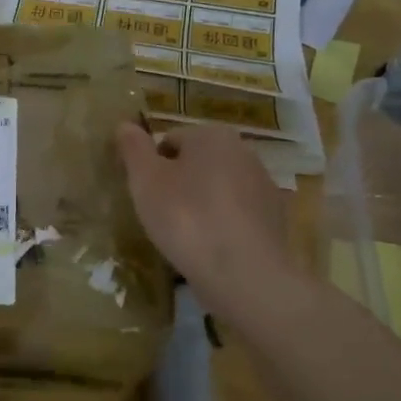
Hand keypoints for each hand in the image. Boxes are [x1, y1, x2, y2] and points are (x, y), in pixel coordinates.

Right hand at [114, 122, 296, 299]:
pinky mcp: (275, 219)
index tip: (144, 196)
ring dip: (201, 204)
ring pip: (219, 188)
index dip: (151, 167)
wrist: (243, 275)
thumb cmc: (186, 219)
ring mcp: (264, 185)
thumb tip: (125, 125)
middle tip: (161, 215)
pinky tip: (210, 248)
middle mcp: (244, 151)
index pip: (170, 141)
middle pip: (197, 162)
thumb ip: (133, 149)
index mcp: (212, 135)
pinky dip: (222, 225)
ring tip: (185, 236)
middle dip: (179, 183)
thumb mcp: (145, 181)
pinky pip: (237, 214)